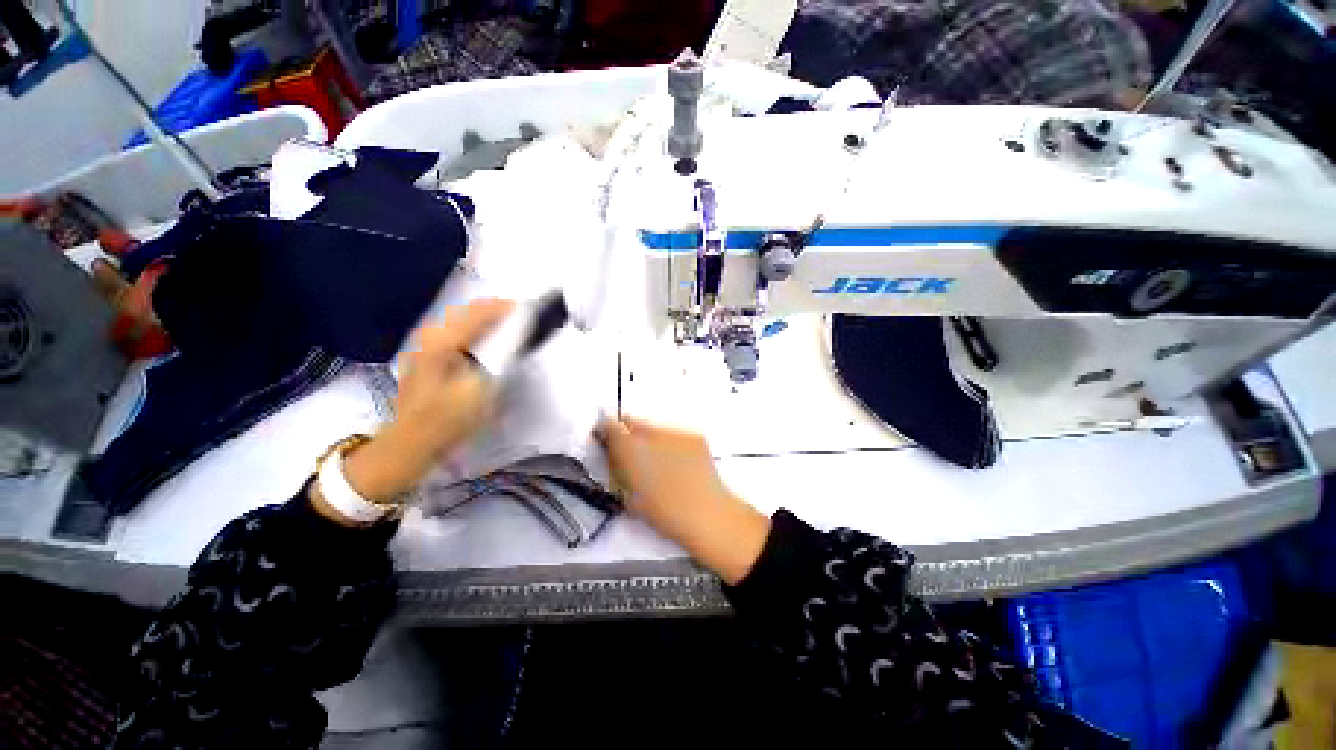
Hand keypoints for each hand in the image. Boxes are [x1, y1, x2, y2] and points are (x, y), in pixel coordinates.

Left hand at [340, 299, 513, 504]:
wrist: (412, 442)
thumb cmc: (448, 417)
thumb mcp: (482, 389)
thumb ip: (502, 360)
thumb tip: (517, 341)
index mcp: (443, 341)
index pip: (480, 311)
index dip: (507, 308)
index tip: (531, 310)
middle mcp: (431, 336)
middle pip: (467, 311)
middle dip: (496, 311)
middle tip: (522, 318)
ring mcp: (425, 346)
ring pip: (461, 321)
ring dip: (485, 321)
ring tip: (509, 327)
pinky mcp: (426, 358)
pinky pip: (456, 334)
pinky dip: (475, 333)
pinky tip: (486, 343)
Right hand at [598, 416, 770, 584]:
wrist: (706, 513)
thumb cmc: (663, 513)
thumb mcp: (629, 495)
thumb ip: (618, 469)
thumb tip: (613, 452)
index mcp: (631, 450)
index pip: (611, 425)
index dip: (607, 430)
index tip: (607, 439)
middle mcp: (652, 433)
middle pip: (632, 420)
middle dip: (628, 432)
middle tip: (633, 450)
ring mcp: (676, 431)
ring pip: (654, 426)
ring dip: (650, 436)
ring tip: (659, 458)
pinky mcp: (694, 434)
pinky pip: (675, 433)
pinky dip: (671, 442)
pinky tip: (678, 460)